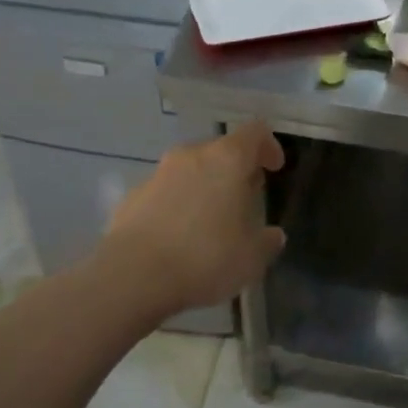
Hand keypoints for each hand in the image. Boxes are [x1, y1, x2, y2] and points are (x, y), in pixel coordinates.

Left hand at [99, 122, 285, 316]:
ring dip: (204, 187)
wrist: (133, 275)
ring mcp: (158, 172)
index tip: (274, 168)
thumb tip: (273, 235)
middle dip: (235, 171)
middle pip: (221, 150)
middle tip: (244, 200)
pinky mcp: (133, 194)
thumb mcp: (251, 258)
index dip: (268, 146)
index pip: (255, 132)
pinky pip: (165, 192)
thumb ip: (267, 241)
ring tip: (210, 222)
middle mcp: (192, 155)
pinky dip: (177, 205)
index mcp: (227, 159)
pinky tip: (178, 237)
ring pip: (191, 170)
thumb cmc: (204, 257)